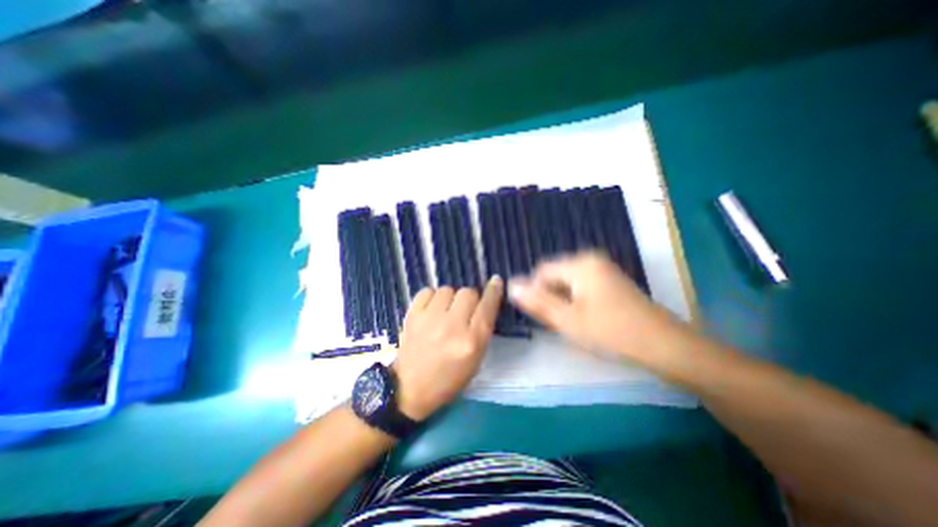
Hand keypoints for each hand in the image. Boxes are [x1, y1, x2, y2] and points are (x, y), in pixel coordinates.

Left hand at [393, 278, 501, 421]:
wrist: (410, 388)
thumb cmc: (449, 379)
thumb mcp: (476, 360)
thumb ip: (482, 329)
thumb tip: (486, 301)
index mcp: (471, 341)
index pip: (487, 306)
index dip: (493, 290)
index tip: (495, 281)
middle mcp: (452, 326)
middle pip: (468, 292)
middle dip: (470, 298)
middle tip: (464, 310)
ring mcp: (430, 319)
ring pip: (447, 289)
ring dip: (450, 298)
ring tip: (445, 311)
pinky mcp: (412, 315)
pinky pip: (427, 291)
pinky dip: (432, 297)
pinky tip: (431, 310)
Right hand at [509, 250, 686, 362]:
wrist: (664, 345)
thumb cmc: (611, 332)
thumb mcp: (567, 320)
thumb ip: (537, 301)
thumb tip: (511, 285)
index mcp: (580, 264)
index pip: (541, 271)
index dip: (535, 292)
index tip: (542, 315)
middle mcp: (590, 259)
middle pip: (555, 275)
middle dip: (551, 297)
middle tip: (558, 322)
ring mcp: (603, 269)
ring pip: (567, 282)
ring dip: (563, 300)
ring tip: (572, 322)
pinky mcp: (610, 280)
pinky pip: (581, 285)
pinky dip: (576, 300)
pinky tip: (586, 318)